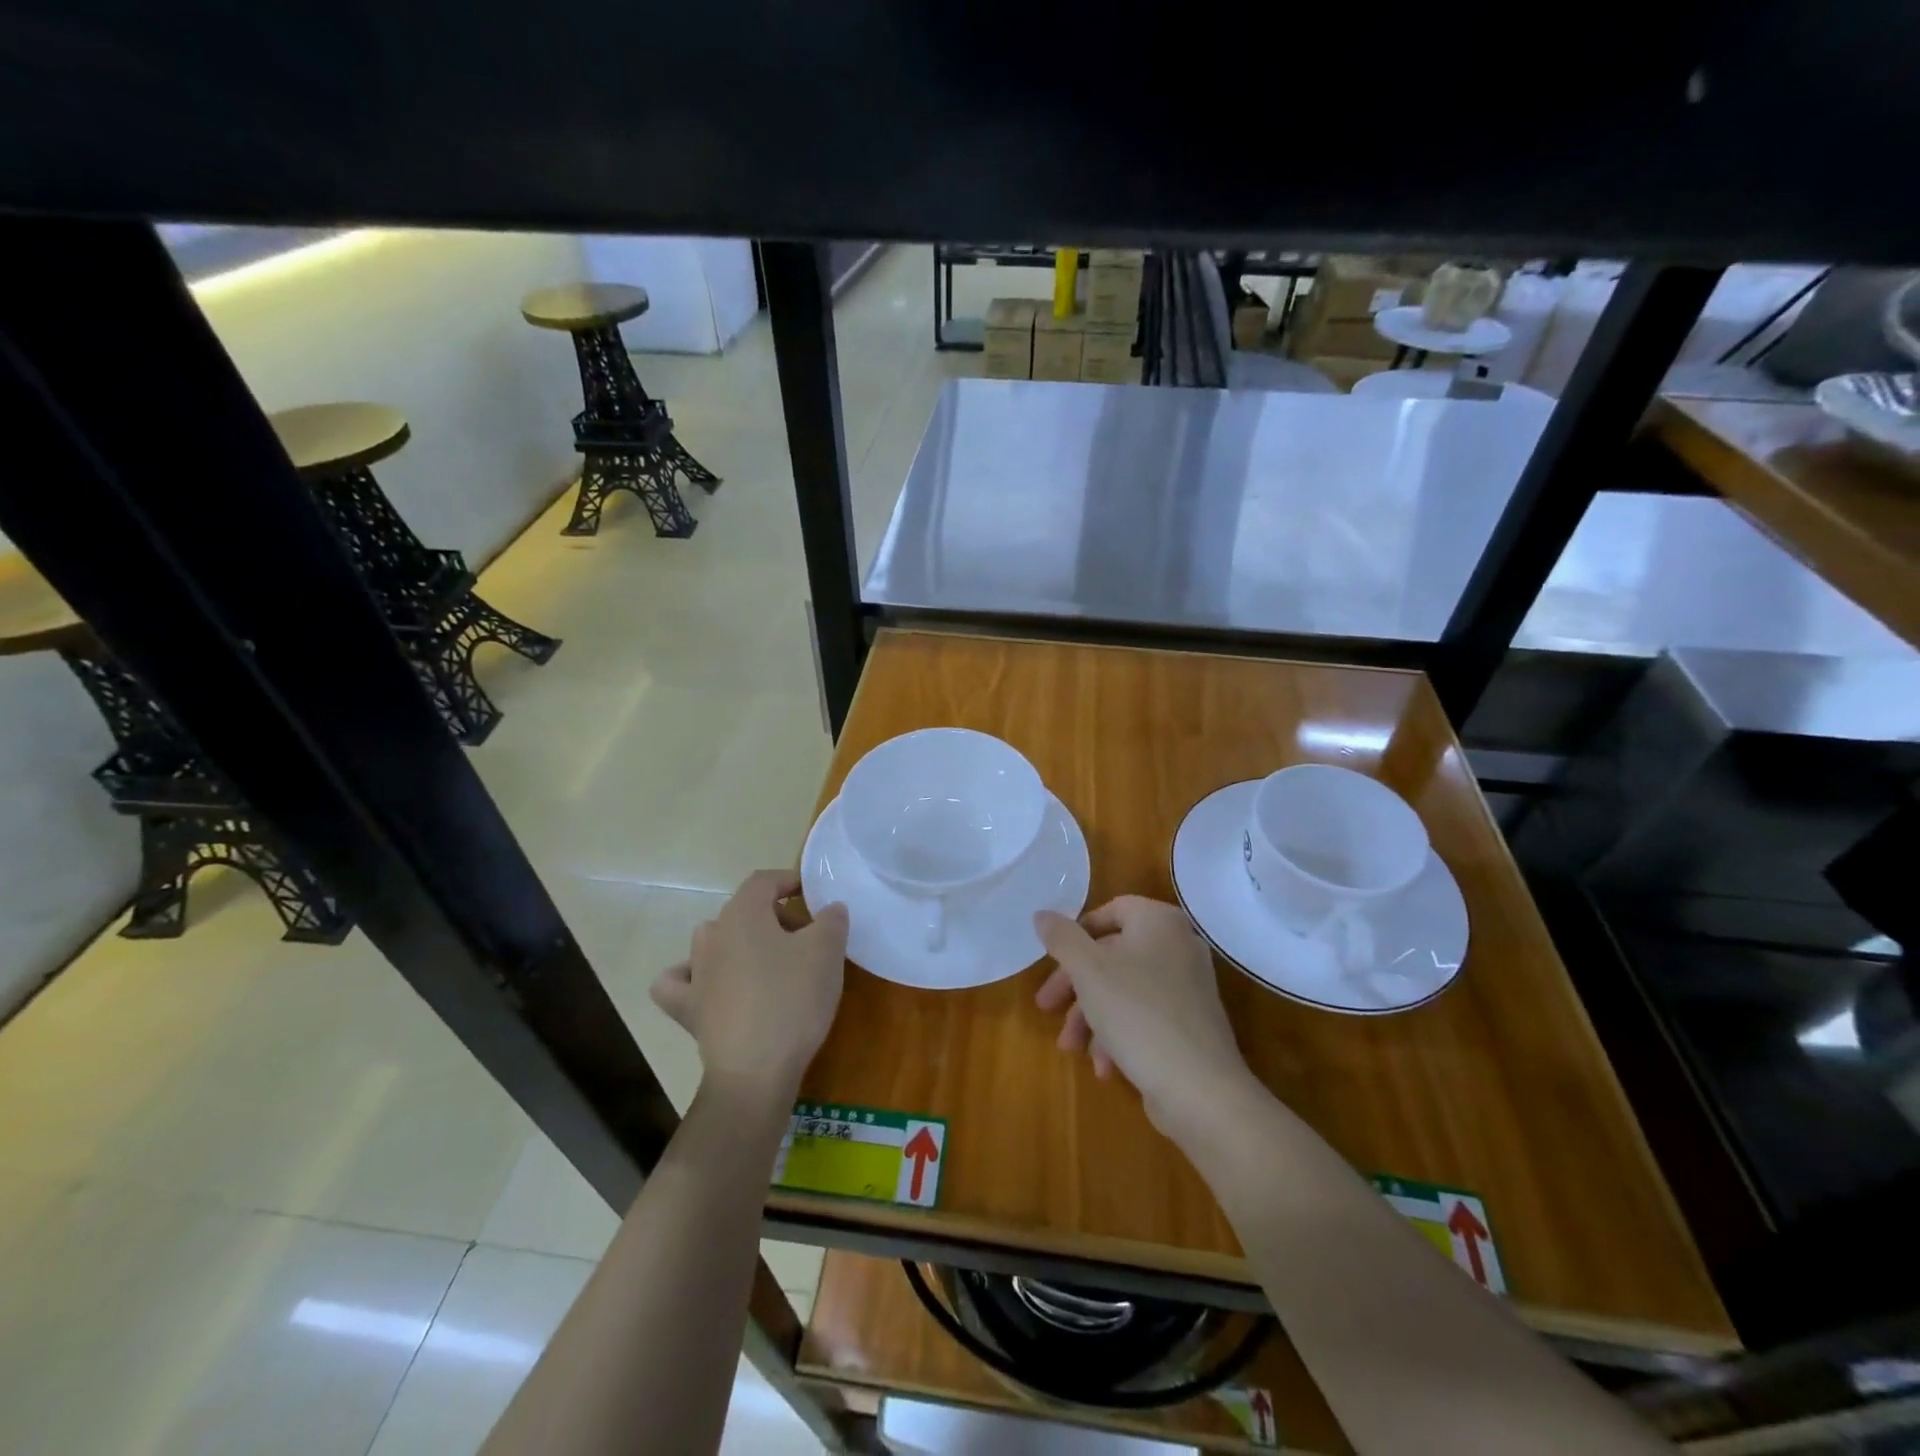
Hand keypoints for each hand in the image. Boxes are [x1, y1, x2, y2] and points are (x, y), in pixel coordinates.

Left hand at [652, 870, 848, 1102]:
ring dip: (741, 944)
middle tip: (807, 939)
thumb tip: (829, 909)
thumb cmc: (793, 1000)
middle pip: (743, 911)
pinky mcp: (688, 1010)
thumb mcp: (827, 951)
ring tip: (770, 964)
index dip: (789, 880)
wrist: (756, 1072)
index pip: (763, 881)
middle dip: (775, 917)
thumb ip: (832, 920)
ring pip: (714, 942)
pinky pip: (682, 982)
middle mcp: (711, 936)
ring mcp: (695, 974)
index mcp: (742, 914)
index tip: (813, 895)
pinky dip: (694, 978)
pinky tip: (711, 987)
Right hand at [1034, 896, 1251, 1136]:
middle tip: (1046, 1008)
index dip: (1076, 934)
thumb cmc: (1137, 1013)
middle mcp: (1179, 945)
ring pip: (1124, 989)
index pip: (1110, 911)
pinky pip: (1145, 1016)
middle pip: (1112, 954)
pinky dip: (1119, 1035)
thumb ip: (1062, 938)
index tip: (1052, 961)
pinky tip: (1105, 1067)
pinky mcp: (1190, 1024)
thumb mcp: (1088, 970)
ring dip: (1091, 1017)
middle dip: (1075, 986)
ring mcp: (1188, 986)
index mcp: (1159, 922)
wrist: (1200, 1089)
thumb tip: (1042, 914)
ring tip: (1071, 1049)